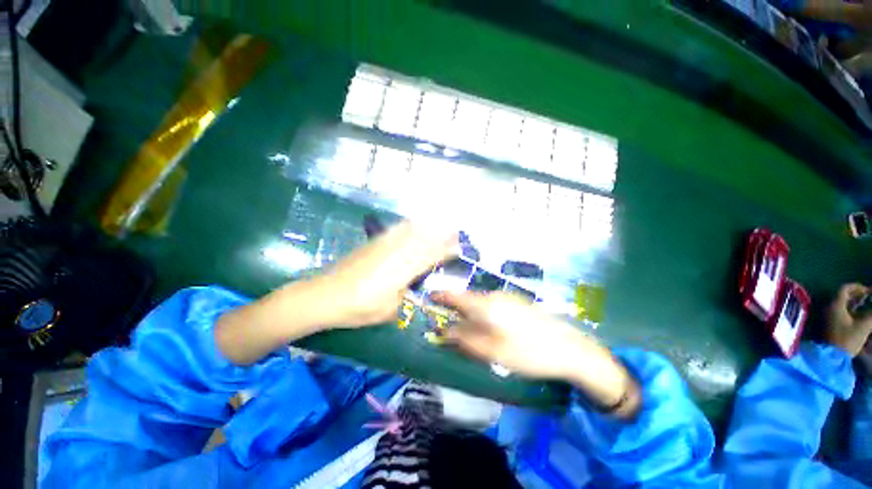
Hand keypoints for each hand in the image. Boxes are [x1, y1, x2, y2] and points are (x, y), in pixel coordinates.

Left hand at [320, 220, 457, 327]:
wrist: (324, 295)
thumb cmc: (358, 308)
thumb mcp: (388, 309)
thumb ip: (403, 294)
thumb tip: (407, 285)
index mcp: (403, 270)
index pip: (430, 256)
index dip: (445, 250)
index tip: (458, 247)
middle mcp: (396, 253)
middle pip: (423, 240)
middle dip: (441, 235)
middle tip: (455, 231)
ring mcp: (383, 245)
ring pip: (410, 231)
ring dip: (427, 227)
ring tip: (439, 224)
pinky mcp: (372, 244)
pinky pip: (395, 231)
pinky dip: (407, 226)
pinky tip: (411, 224)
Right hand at [433, 291, 639, 416]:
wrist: (570, 349)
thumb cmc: (528, 353)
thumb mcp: (492, 352)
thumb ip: (465, 340)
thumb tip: (444, 332)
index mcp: (485, 305)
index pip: (455, 295)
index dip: (439, 296)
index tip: (428, 298)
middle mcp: (494, 296)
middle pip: (467, 300)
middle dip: (454, 310)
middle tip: (447, 325)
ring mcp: (508, 298)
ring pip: (480, 303)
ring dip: (470, 313)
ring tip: (467, 331)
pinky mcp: (518, 303)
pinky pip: (492, 305)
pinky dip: (483, 314)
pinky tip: (490, 329)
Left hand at [825, 283, 871, 356]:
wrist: (832, 356)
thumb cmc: (847, 340)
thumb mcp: (863, 326)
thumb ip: (871, 314)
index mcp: (835, 305)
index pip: (844, 289)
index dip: (857, 287)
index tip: (869, 290)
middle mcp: (829, 308)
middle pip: (843, 296)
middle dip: (857, 295)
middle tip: (869, 297)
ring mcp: (828, 316)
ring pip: (842, 305)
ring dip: (855, 304)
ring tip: (867, 306)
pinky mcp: (830, 324)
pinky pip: (841, 313)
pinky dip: (851, 312)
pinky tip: (860, 316)